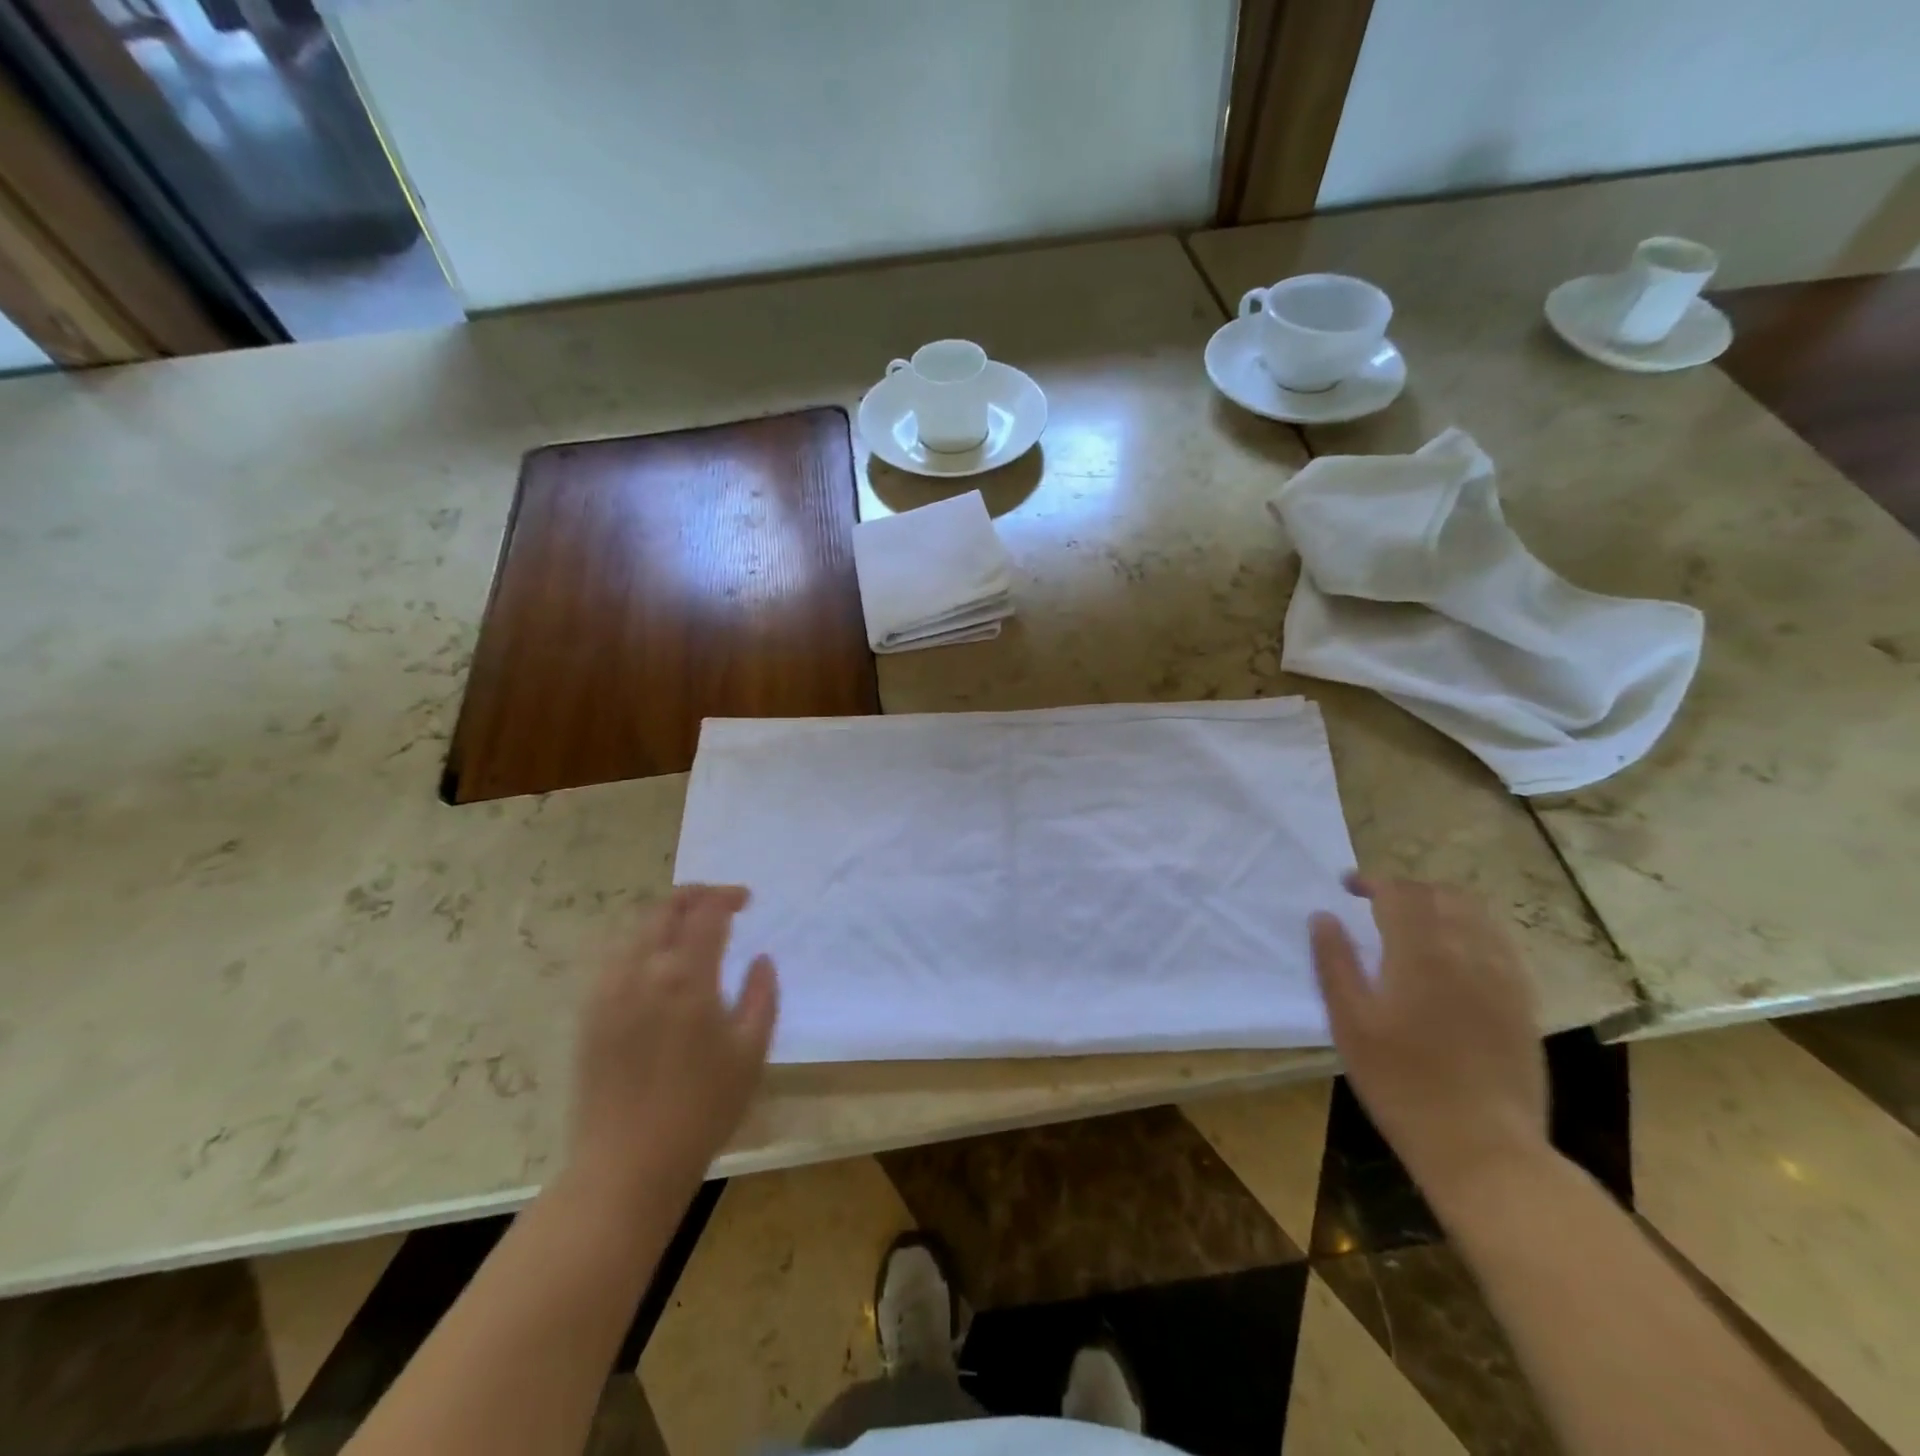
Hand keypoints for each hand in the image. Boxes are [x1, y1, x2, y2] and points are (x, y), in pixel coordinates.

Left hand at [568, 885, 779, 1200]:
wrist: (628, 1164)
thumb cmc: (702, 1108)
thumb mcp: (750, 1052)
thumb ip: (761, 995)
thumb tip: (760, 959)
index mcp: (685, 977)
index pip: (706, 913)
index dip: (727, 896)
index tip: (746, 899)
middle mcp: (642, 971)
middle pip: (664, 910)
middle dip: (694, 895)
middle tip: (719, 902)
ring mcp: (608, 991)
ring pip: (635, 930)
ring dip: (666, 917)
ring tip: (689, 928)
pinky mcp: (589, 1013)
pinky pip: (614, 958)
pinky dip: (640, 943)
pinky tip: (656, 963)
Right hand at [1310, 875, 1548, 1204]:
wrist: (1483, 1147)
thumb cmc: (1401, 1083)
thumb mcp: (1350, 1023)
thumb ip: (1335, 962)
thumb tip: (1323, 917)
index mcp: (1421, 953)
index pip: (1399, 893)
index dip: (1372, 882)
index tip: (1347, 886)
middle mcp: (1468, 953)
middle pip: (1442, 895)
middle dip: (1406, 889)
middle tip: (1376, 902)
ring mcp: (1503, 978)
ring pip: (1477, 916)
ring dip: (1441, 904)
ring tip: (1414, 921)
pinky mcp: (1522, 1004)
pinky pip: (1500, 945)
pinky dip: (1472, 930)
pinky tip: (1455, 954)